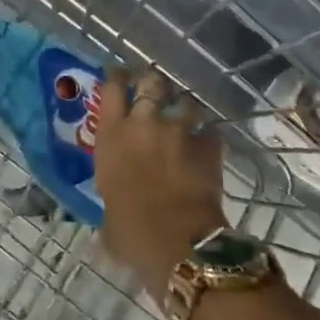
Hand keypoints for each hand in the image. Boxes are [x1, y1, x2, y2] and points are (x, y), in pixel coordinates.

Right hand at [94, 69, 226, 295]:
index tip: (119, 75)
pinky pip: (210, 131)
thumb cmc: (132, 233)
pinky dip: (209, 135)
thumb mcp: (108, 217)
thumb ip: (111, 203)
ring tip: (186, 114)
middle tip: (155, 89)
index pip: (111, 88)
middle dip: (154, 83)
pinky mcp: (207, 146)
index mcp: (112, 136)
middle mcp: (143, 123)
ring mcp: (178, 132)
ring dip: (185, 106)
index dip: (117, 77)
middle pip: (150, 82)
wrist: (179, 245)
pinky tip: (208, 143)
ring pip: (185, 101)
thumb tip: (112, 221)